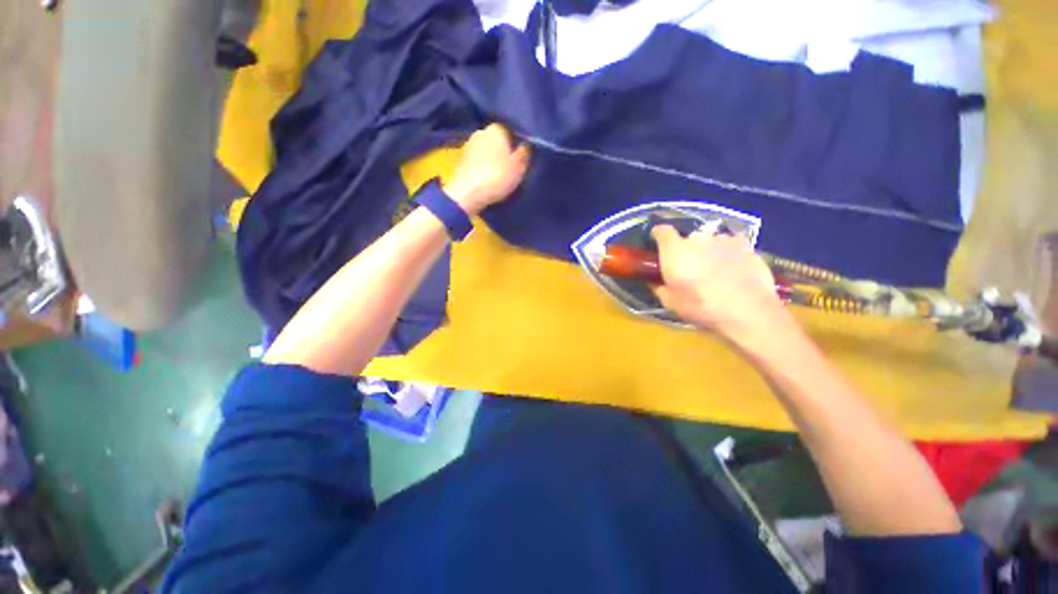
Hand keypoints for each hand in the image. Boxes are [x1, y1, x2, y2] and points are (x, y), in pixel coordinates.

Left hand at [443, 123, 530, 215]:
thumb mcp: (519, 167)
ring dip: (491, 160)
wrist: (467, 193)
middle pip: (496, 141)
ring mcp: (468, 145)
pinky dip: (481, 168)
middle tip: (510, 168)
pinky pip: (476, 162)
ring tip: (498, 176)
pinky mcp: (460, 160)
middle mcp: (480, 132)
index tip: (520, 158)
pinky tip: (486, 179)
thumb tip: (525, 145)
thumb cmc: (497, 176)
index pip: (509, 131)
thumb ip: (524, 153)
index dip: (515, 145)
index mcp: (496, 129)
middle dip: (502, 152)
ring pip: (485, 151)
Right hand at [651, 225, 791, 349]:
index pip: (662, 231)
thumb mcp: (670, 302)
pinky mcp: (746, 245)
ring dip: (708, 251)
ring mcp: (724, 239)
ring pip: (710, 241)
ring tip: (714, 271)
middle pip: (688, 238)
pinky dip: (729, 253)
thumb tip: (655, 282)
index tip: (658, 245)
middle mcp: (698, 238)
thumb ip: (659, 288)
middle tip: (690, 268)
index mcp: (675, 250)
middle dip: (687, 250)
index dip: (658, 235)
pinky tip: (733, 269)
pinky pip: (731, 245)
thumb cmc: (701, 306)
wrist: (748, 310)